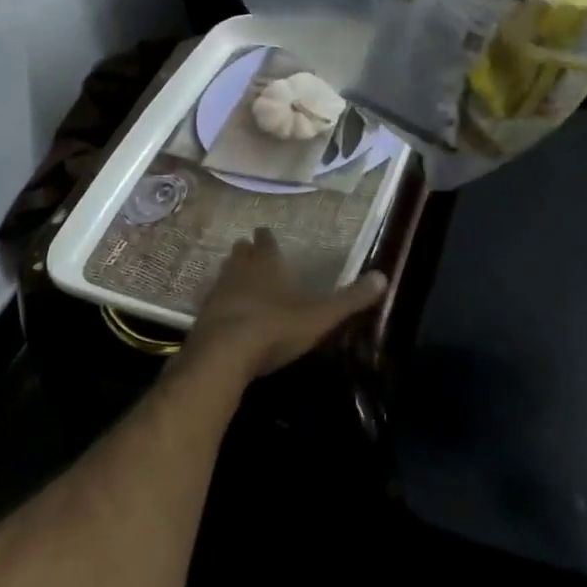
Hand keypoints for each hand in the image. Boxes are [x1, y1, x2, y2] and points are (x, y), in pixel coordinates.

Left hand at [185, 228, 387, 382]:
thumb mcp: (319, 316)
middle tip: (248, 249)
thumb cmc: (275, 328)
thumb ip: (350, 299)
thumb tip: (383, 277)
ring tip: (236, 274)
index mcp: (267, 265)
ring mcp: (218, 293)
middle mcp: (240, 272)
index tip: (264, 232)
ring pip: (224, 274)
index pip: (266, 243)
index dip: (266, 238)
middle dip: (246, 251)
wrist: (224, 355)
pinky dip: (220, 301)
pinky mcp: (203, 318)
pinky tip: (223, 310)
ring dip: (231, 272)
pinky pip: (213, 302)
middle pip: (241, 254)